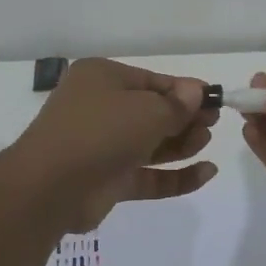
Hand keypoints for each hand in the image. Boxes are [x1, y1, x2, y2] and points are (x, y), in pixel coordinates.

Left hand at [9, 58, 218, 231]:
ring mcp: (103, 146)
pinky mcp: (108, 181)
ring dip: (182, 143)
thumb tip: (196, 91)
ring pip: (150, 144)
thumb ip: (177, 104)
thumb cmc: (101, 131)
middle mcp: (100, 108)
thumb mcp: (148, 110)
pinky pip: (148, 175)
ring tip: (207, 142)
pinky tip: (206, 173)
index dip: (185, 91)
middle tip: (214, 122)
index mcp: (102, 78)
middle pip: (152, 112)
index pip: (152, 81)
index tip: (215, 100)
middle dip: (185, 118)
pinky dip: (176, 175)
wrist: (51, 187)